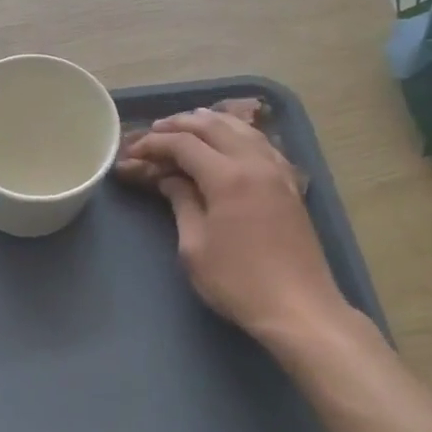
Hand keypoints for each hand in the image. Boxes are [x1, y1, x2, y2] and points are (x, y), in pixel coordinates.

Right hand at [120, 108, 348, 340]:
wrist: (298, 307)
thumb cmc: (237, 282)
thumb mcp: (195, 247)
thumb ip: (182, 203)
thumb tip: (169, 179)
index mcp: (227, 177)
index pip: (184, 144)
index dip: (155, 143)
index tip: (133, 151)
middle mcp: (255, 163)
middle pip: (214, 126)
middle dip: (181, 124)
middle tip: (155, 131)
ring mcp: (278, 171)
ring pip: (242, 129)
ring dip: (212, 123)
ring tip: (188, 125)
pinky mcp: (290, 184)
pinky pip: (261, 144)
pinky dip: (238, 135)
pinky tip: (229, 141)